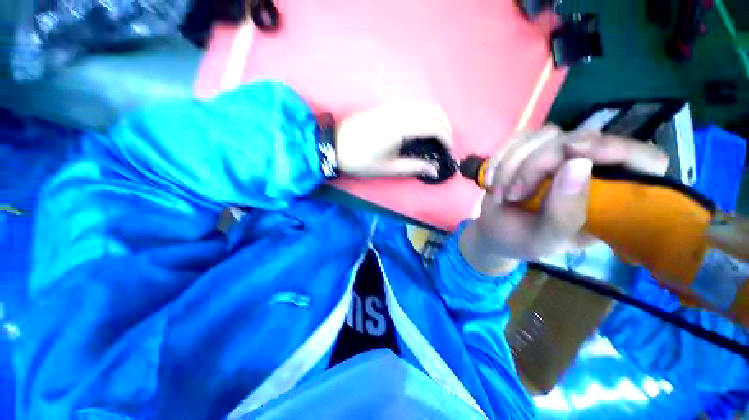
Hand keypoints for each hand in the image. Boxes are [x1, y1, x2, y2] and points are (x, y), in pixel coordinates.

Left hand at [335, 102, 452, 177]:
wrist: (335, 146)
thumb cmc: (362, 160)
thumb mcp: (389, 168)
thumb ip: (415, 167)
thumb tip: (434, 170)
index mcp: (402, 126)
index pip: (434, 126)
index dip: (446, 138)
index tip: (447, 151)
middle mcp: (400, 110)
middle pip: (434, 111)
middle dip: (445, 127)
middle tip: (444, 145)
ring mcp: (392, 105)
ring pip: (424, 107)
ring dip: (434, 120)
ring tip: (434, 139)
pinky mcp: (386, 105)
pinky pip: (413, 107)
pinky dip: (423, 116)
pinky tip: (420, 130)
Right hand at [460, 126, 668, 274]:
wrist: (494, 231)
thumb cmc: (522, 241)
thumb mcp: (544, 239)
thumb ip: (564, 212)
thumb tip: (577, 163)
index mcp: (612, 199)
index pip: (645, 160)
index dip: (617, 149)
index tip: (574, 151)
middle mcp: (592, 170)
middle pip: (580, 138)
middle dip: (537, 164)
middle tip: (514, 193)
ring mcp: (560, 155)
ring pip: (544, 135)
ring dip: (511, 165)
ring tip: (500, 194)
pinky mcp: (532, 149)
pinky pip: (518, 138)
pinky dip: (499, 159)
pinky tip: (492, 182)